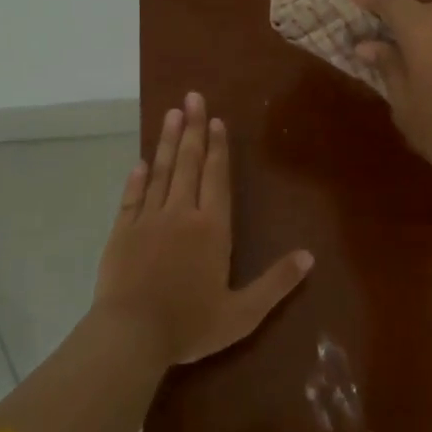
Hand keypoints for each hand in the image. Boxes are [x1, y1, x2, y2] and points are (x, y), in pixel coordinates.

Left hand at [95, 92, 313, 365]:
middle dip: (192, 129)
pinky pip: (132, 197)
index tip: (216, 119)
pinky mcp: (122, 232)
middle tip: (192, 96)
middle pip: (188, 163)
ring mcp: (148, 220)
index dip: (218, 147)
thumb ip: (277, 283)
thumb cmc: (190, 324)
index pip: (217, 177)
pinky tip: (140, 162)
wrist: (131, 335)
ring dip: (165, 142)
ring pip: (160, 172)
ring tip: (170, 113)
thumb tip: (309, 256)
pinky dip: (137, 178)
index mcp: (212, 229)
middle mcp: (181, 214)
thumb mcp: (243, 313)